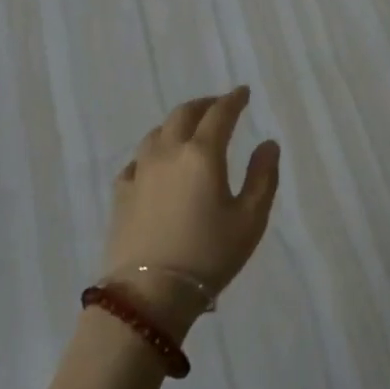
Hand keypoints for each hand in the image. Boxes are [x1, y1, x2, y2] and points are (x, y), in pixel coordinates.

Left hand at [104, 87, 280, 339]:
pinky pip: (137, 160)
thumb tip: (268, 144)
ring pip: (157, 132)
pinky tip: (155, 164)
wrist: (148, 296)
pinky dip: (152, 152)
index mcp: (202, 153)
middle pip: (184, 114)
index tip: (243, 93)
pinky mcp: (121, 194)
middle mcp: (169, 152)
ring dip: (176, 124)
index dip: (233, 99)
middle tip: (218, 105)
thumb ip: (263, 177)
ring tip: (188, 130)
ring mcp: (140, 172)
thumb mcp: (250, 220)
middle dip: (204, 104)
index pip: (220, 113)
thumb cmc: (208, 256)